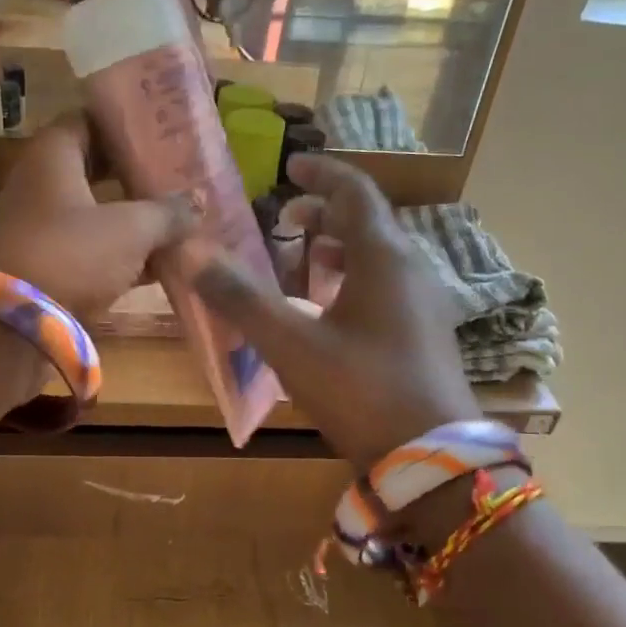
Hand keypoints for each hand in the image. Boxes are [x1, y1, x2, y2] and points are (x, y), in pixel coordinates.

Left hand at [0, 113, 197, 317]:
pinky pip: (89, 250)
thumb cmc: (71, 255)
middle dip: (135, 174)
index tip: (160, 129)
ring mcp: (40, 228)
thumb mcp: (130, 230)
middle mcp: (40, 185)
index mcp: (52, 157)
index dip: (124, 123)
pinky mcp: (45, 267)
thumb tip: (198, 202)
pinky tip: (160, 265)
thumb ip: (167, 213)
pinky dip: (120, 254)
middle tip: (177, 175)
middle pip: (94, 169)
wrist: (12, 327)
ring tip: (178, 220)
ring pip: (94, 212)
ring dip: (132, 218)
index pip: (88, 120)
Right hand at [194, 153, 478, 469]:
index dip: (321, 173)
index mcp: (384, 257)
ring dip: (340, 245)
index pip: (355, 192)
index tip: (290, 166)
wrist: (433, 460)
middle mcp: (411, 269)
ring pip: (380, 254)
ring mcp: (425, 302)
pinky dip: (354, 276)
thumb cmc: (362, 391)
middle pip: (368, 221)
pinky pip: (387, 283)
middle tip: (284, 219)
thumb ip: (241, 298)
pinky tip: (330, 307)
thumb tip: (192, 254)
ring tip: (304, 257)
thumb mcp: (291, 345)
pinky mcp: (426, 332)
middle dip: (325, 212)